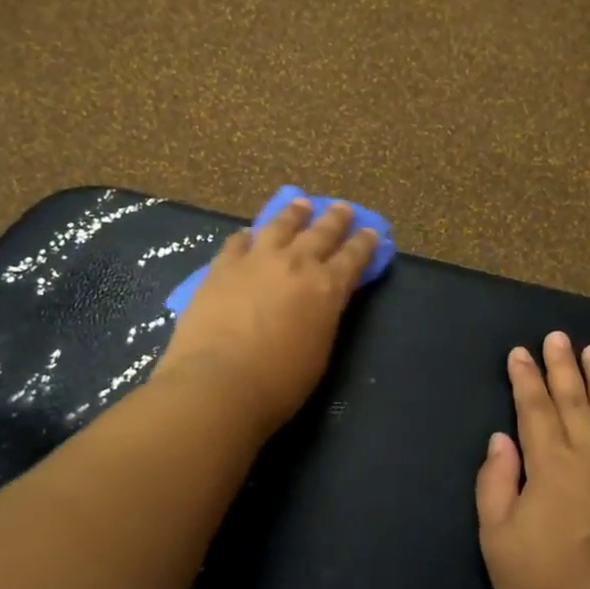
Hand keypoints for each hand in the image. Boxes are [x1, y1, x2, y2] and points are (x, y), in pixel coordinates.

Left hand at [153, 199, 379, 436]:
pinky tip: (249, 233)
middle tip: (342, 207)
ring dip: (293, 214)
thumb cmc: (278, 384)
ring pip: (280, 226)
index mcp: (327, 288)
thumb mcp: (319, 352)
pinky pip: (238, 242)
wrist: (218, 383)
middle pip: (320, 233)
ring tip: (299, 204)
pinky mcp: (221, 268)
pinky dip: (248, 236)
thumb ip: (323, 319)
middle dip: (335, 219)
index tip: (371, 231)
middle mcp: (296, 264)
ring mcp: (256, 261)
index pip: (353, 258)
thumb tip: (320, 303)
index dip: (365, 243)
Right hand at [475, 332, 589, 588]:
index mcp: (551, 467)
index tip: (519, 352)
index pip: (534, 409)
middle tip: (557, 336)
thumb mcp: (497, 541)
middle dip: (563, 367)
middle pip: (576, 401)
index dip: (525, 378)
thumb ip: (496, 484)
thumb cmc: (546, 586)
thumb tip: (501, 440)